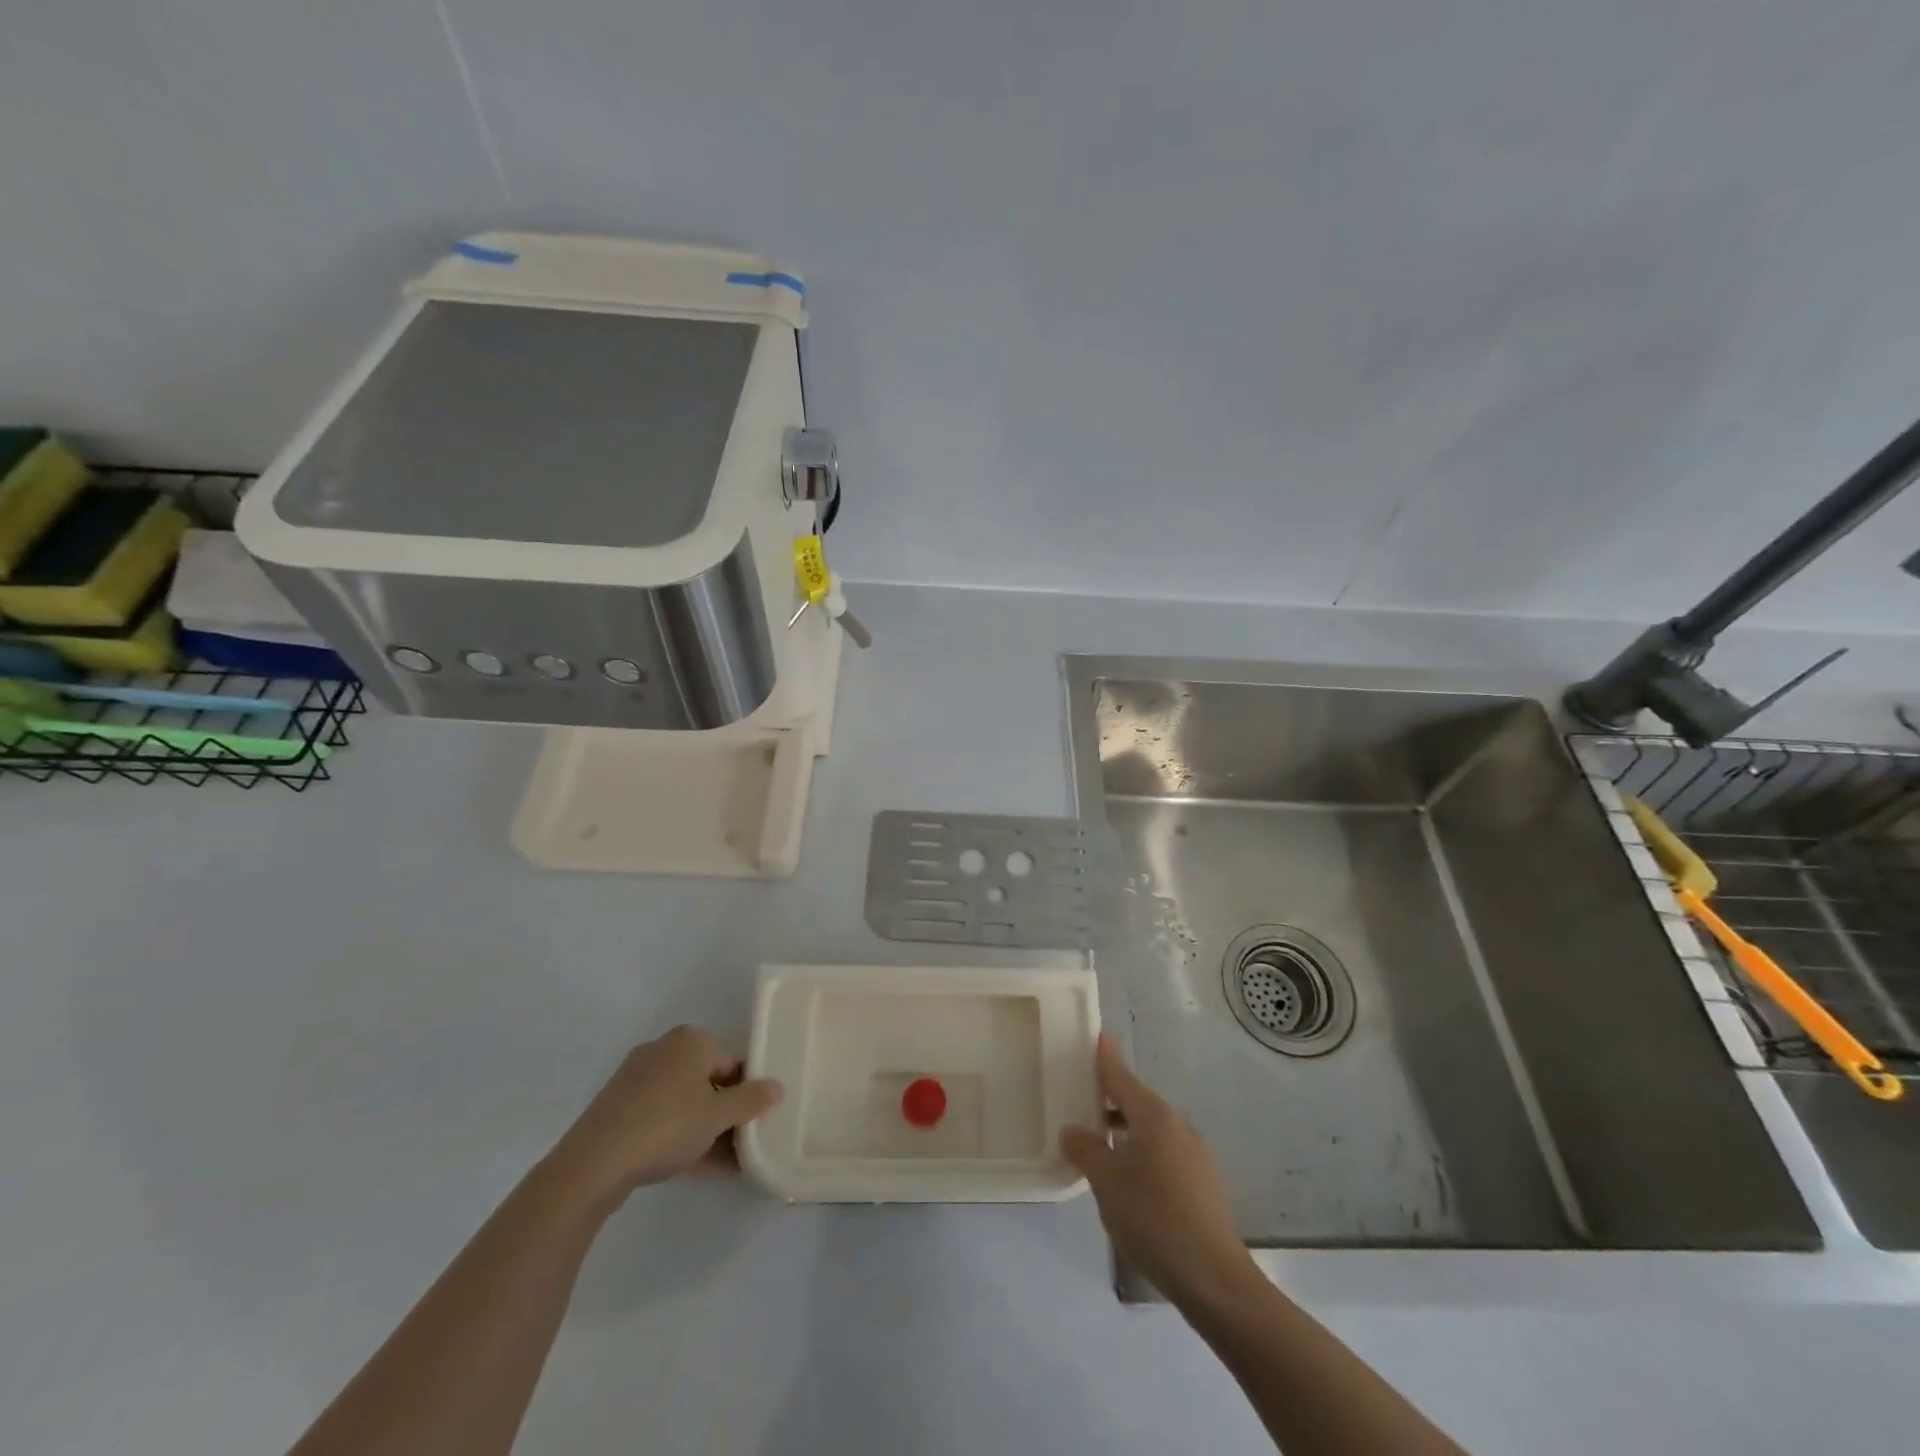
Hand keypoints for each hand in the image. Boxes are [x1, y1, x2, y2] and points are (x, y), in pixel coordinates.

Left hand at [548, 1025, 782, 1209]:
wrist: (593, 1164)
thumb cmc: (667, 1125)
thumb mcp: (719, 1115)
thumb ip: (752, 1100)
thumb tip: (777, 1087)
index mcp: (690, 1040)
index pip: (732, 1063)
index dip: (747, 1094)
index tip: (755, 1123)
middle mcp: (663, 1050)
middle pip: (707, 1082)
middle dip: (725, 1114)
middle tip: (741, 1145)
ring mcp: (636, 1080)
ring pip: (683, 1103)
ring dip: (704, 1130)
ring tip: (724, 1164)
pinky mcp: (617, 1109)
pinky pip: (660, 1118)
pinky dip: (679, 1137)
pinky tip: (695, 1167)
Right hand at [1061, 1035, 1255, 1306]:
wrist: (1216, 1280)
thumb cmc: (1155, 1220)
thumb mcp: (1107, 1183)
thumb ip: (1086, 1150)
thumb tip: (1072, 1129)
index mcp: (1155, 1117)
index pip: (1123, 1078)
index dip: (1107, 1059)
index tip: (1099, 1036)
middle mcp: (1178, 1127)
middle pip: (1138, 1103)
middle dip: (1112, 1101)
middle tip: (1083, 1102)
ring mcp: (1196, 1156)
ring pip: (1153, 1132)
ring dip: (1126, 1132)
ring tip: (1101, 1148)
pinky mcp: (1205, 1185)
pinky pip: (1166, 1155)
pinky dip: (1143, 1155)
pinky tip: (1130, 1184)